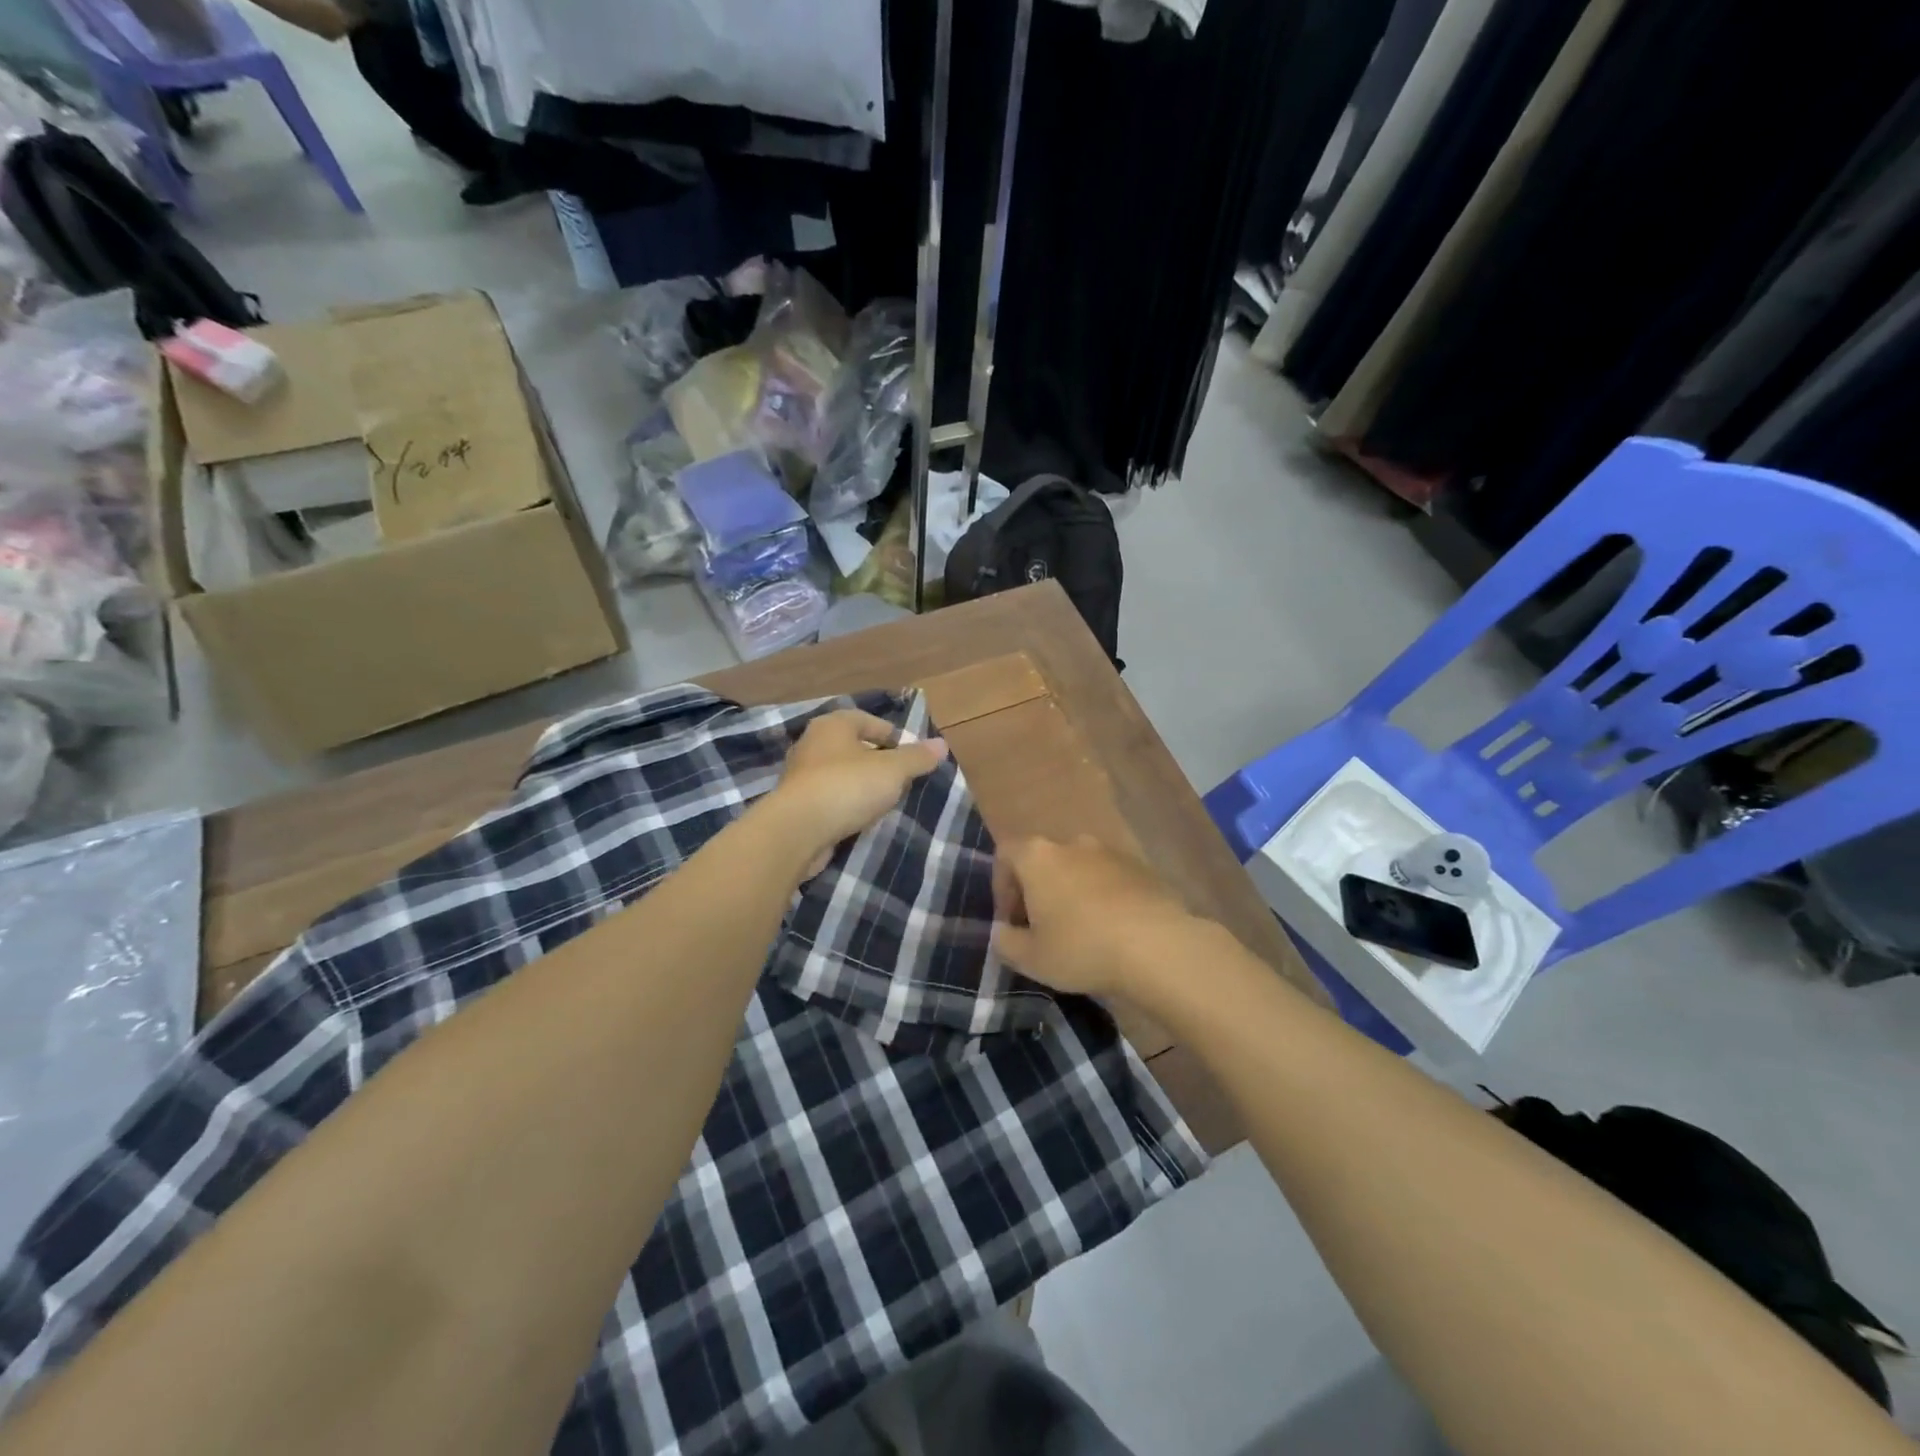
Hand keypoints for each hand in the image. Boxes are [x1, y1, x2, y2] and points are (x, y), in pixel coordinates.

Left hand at [763, 710, 948, 874]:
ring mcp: (799, 776)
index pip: (867, 720)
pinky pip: (827, 798)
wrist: (797, 830)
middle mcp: (811, 743)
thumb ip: (917, 757)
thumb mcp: (893, 770)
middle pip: (851, 746)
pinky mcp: (795, 805)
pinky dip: (843, 804)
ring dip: (859, 784)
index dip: (891, 734)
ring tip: (882, 800)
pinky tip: (858, 818)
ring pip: (838, 773)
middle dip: (876, 761)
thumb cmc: (847, 787)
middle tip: (899, 778)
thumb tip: (941, 744)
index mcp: (833, 725)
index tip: (909, 754)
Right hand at [991, 837, 1214, 999]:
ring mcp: (1111, 853)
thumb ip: (1005, 942)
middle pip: (1044, 860)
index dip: (1001, 886)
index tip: (1011, 921)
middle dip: (1038, 891)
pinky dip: (1104, 898)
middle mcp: (1073, 844)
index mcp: (1038, 857)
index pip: (1006, 854)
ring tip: (1081, 933)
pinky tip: (1113, 932)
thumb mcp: (1030, 958)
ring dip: (1073, 894)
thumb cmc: (1082, 948)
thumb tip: (1003, 932)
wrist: (1158, 947)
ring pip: (1079, 869)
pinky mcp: (1143, 868)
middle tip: (1043, 929)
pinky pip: (1111, 880)